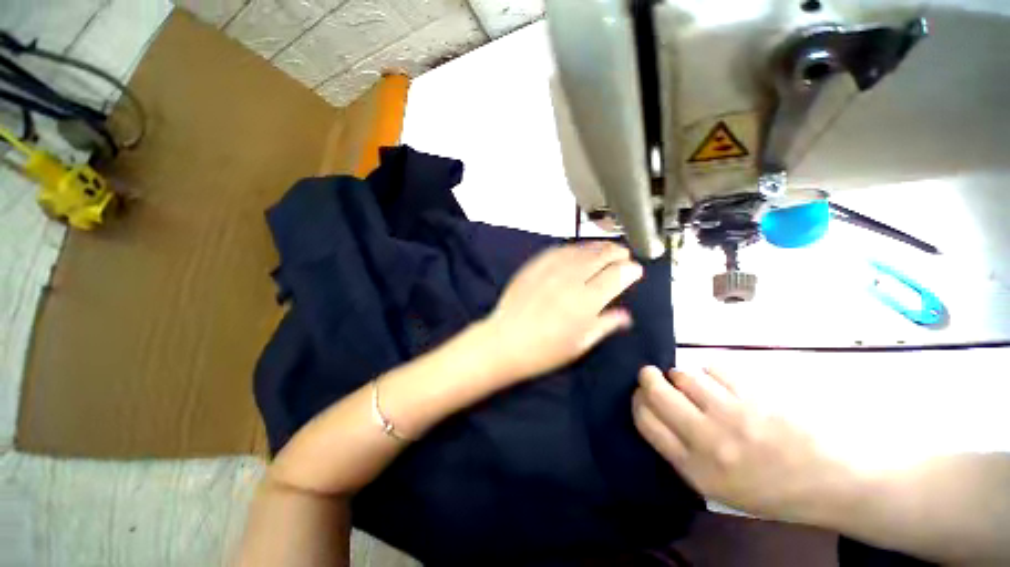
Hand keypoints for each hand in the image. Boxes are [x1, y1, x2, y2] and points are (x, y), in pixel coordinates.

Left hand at [482, 242, 642, 381]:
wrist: (504, 341)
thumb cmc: (544, 351)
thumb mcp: (579, 344)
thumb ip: (604, 325)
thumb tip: (625, 316)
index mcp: (587, 301)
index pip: (617, 276)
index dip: (630, 270)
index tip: (635, 270)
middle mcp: (571, 280)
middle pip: (601, 257)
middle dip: (617, 252)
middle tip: (624, 254)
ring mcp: (551, 270)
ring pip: (581, 250)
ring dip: (598, 246)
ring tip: (607, 247)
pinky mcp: (534, 266)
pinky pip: (558, 250)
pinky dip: (573, 248)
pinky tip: (578, 249)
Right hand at [633, 366, 855, 521]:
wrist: (833, 480)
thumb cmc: (771, 488)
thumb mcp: (718, 487)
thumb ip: (681, 452)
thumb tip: (654, 412)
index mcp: (696, 468)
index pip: (645, 420)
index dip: (637, 401)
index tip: (640, 394)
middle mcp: (708, 440)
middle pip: (656, 392)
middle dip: (648, 378)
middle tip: (652, 375)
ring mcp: (733, 414)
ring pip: (683, 375)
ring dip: (683, 376)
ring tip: (697, 385)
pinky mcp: (754, 393)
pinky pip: (713, 367)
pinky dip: (712, 371)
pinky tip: (725, 384)